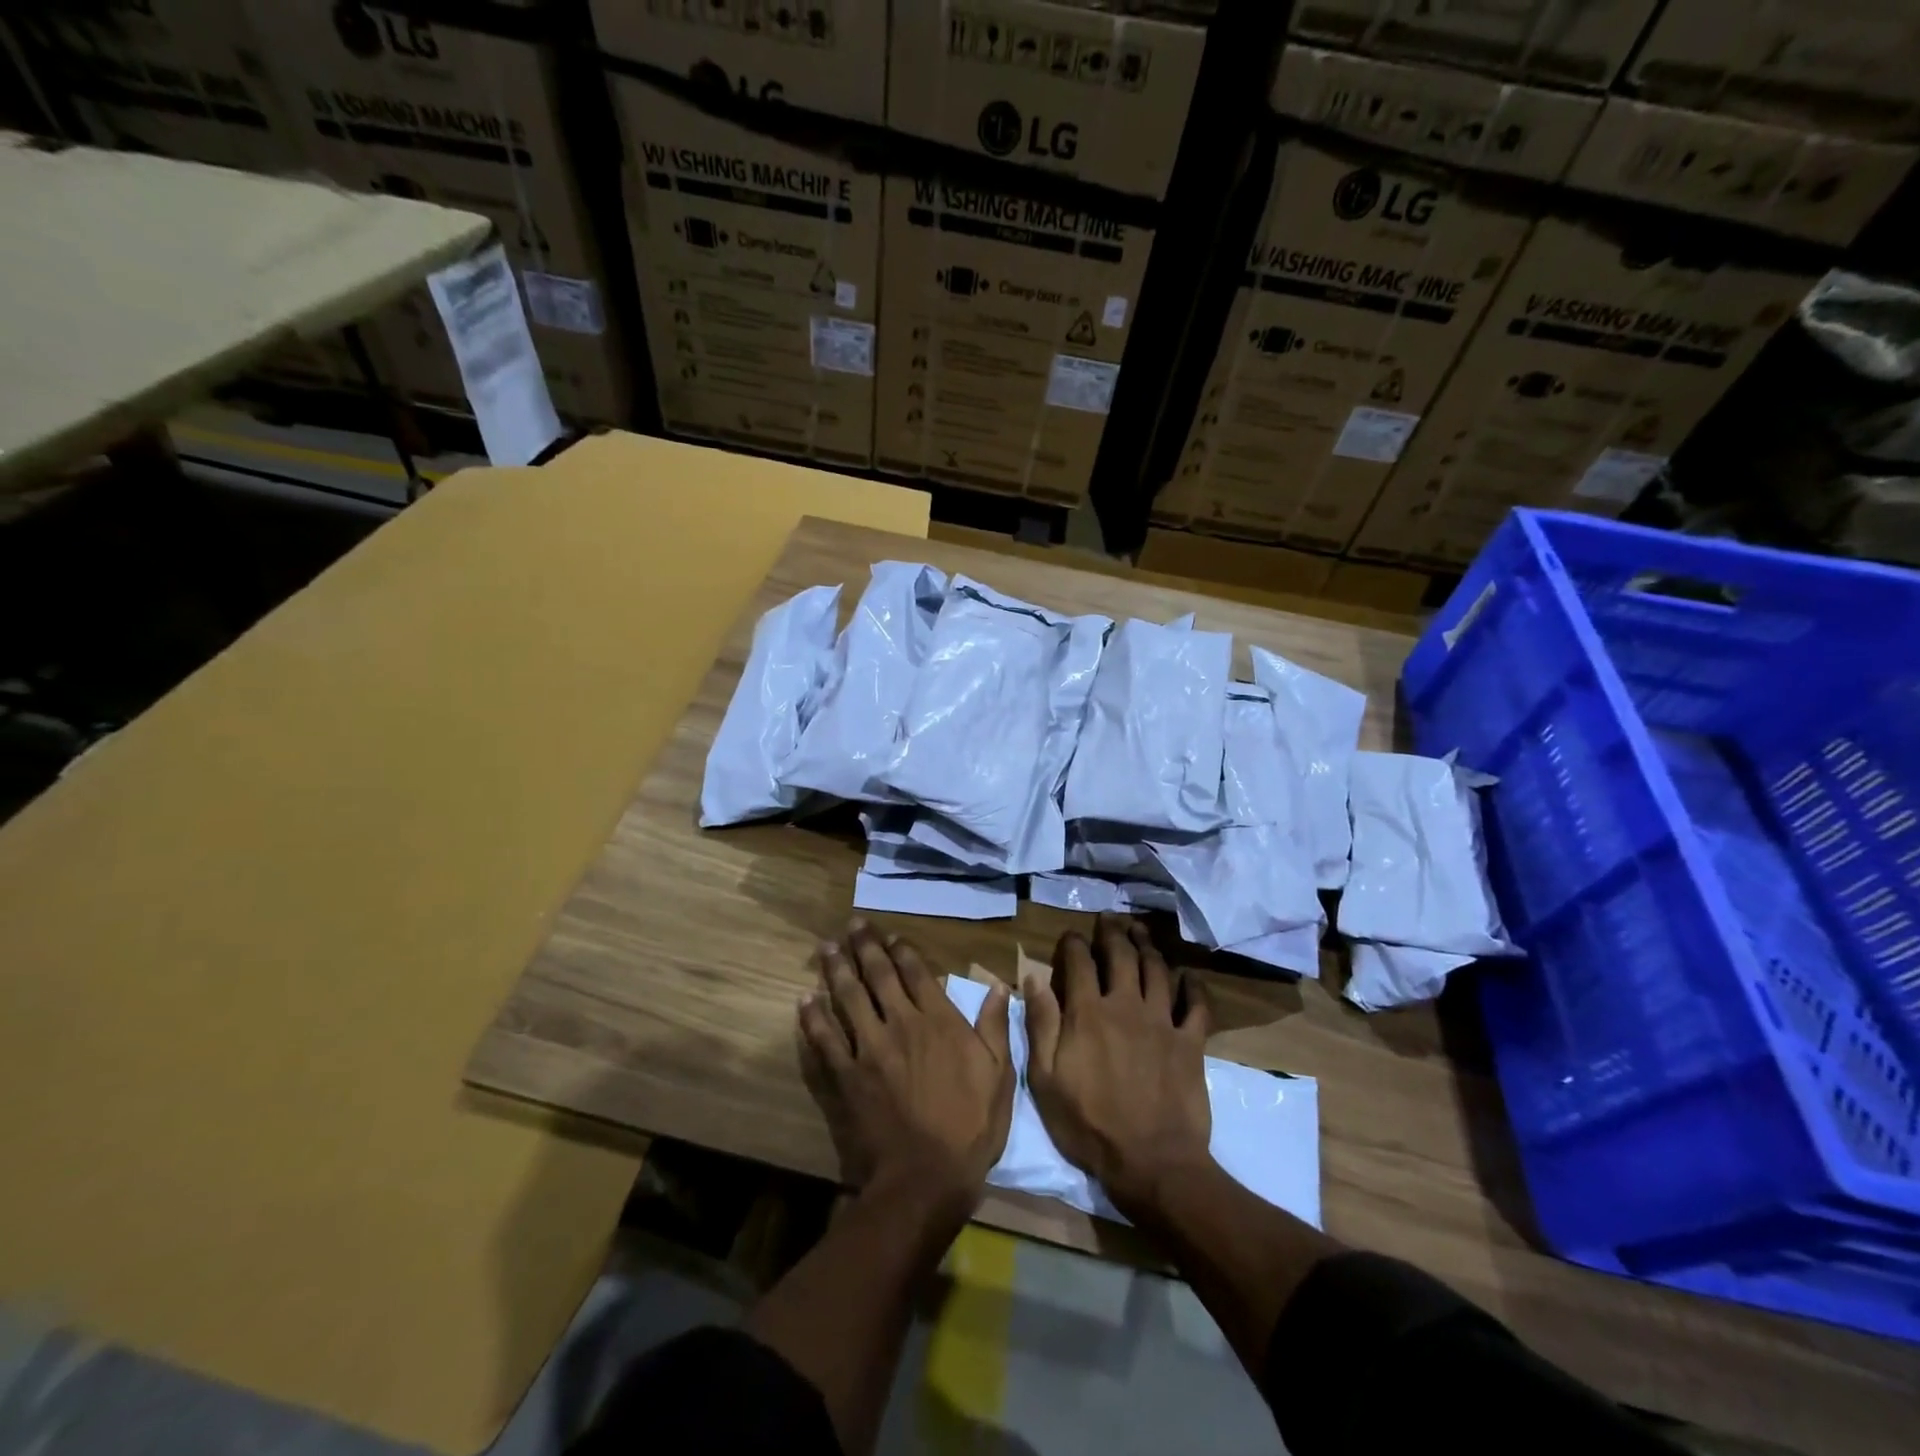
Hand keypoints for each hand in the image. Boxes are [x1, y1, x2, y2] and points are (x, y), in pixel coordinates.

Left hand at [798, 919, 1014, 1216]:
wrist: (923, 1179)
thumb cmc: (969, 1128)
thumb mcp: (998, 1077)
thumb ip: (995, 1027)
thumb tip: (998, 986)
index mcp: (938, 1021)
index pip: (917, 973)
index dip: (902, 951)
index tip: (891, 937)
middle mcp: (901, 1024)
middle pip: (879, 976)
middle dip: (865, 947)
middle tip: (852, 925)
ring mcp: (868, 1048)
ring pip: (848, 997)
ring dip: (836, 969)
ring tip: (826, 947)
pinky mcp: (844, 1075)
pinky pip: (824, 1039)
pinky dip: (813, 1017)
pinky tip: (804, 999)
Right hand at [1023, 914, 1213, 1217]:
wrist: (1152, 1163)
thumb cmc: (1089, 1124)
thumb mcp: (1046, 1079)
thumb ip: (1040, 1024)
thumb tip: (1033, 978)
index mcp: (1088, 1013)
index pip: (1079, 962)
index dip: (1073, 943)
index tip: (1070, 937)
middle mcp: (1126, 1005)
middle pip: (1121, 955)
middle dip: (1112, 932)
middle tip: (1109, 919)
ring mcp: (1162, 1022)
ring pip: (1156, 970)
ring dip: (1147, 946)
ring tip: (1140, 931)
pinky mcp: (1191, 1042)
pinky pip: (1197, 1005)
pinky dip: (1193, 986)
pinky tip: (1188, 976)